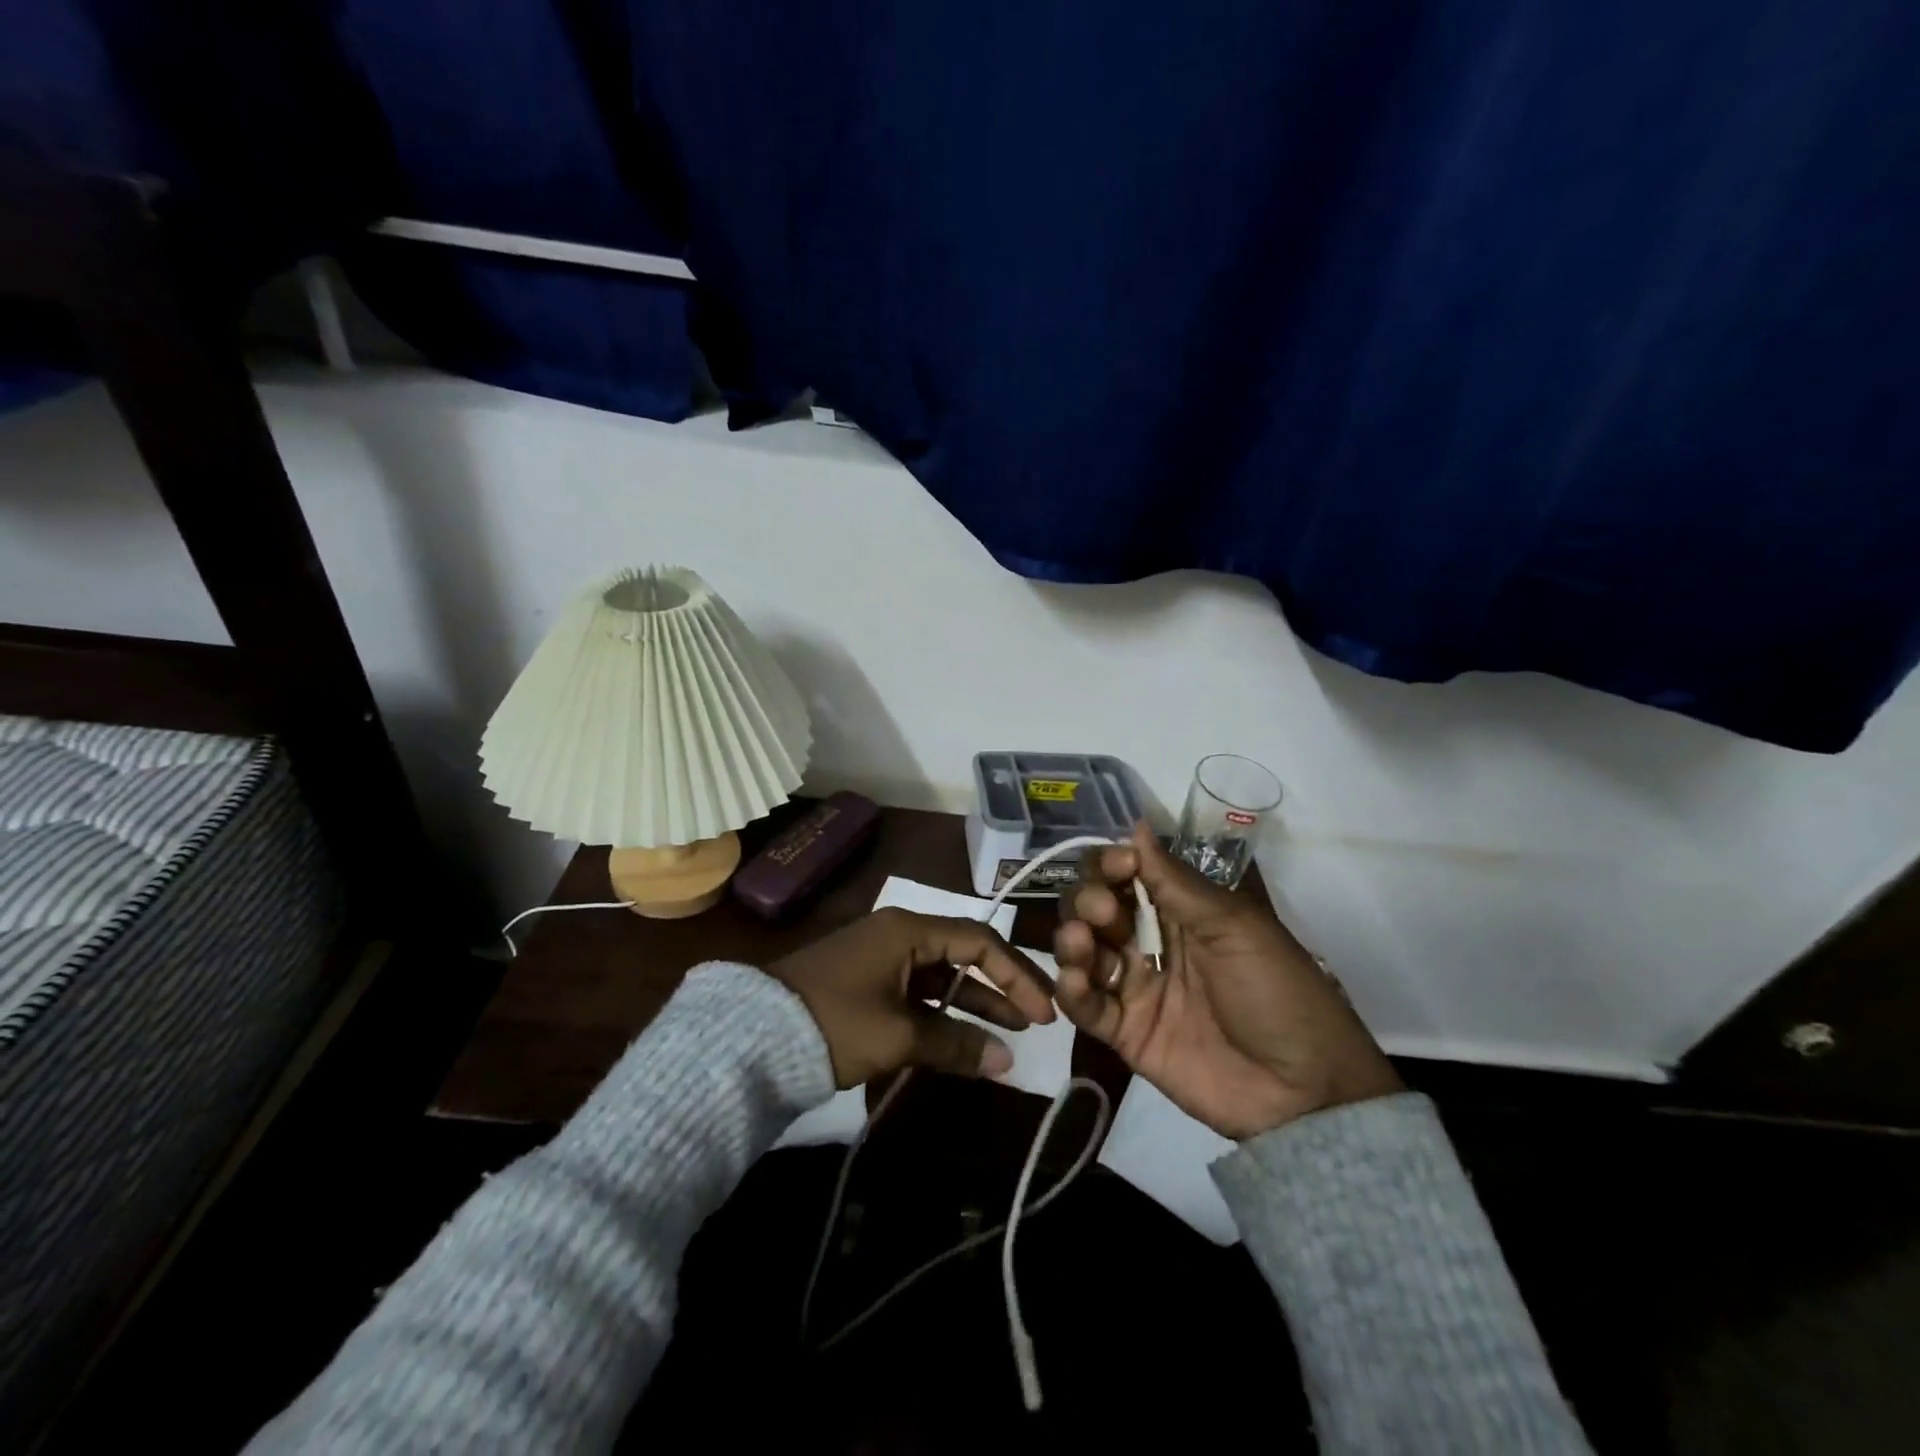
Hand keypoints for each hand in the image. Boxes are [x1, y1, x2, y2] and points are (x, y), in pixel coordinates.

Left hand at [768, 908, 1057, 1088]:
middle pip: (964, 954)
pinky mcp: (866, 984)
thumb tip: (1007, 1061)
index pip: (979, 940)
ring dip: (974, 1003)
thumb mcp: (898, 1034)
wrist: (753, 1036)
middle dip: (1001, 986)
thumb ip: (955, 1043)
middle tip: (1036, 1019)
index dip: (1016, 973)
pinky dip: (942, 1014)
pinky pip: (918, 993)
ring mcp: (881, 960)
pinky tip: (963, 1038)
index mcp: (908, 930)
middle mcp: (898, 935)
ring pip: (942, 976)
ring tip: (1010, 1032)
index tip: (1043, 1010)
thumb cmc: (834, 1022)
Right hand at [1054, 823, 1400, 1139]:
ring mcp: (1134, 986)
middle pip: (1094, 907)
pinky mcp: (1125, 1032)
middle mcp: (1149, 941)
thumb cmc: (1276, 991)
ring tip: (1083, 946)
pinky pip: (1084, 1006)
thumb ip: (1176, 882)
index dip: (1110, 864)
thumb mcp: (1234, 927)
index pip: (1125, 874)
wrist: (1303, 1090)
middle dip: (1088, 901)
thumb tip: (1135, 825)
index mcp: (1179, 910)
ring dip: (1072, 940)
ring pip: (1081, 950)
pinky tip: (1075, 982)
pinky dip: (1070, 990)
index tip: (1117, 867)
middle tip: (1104, 913)